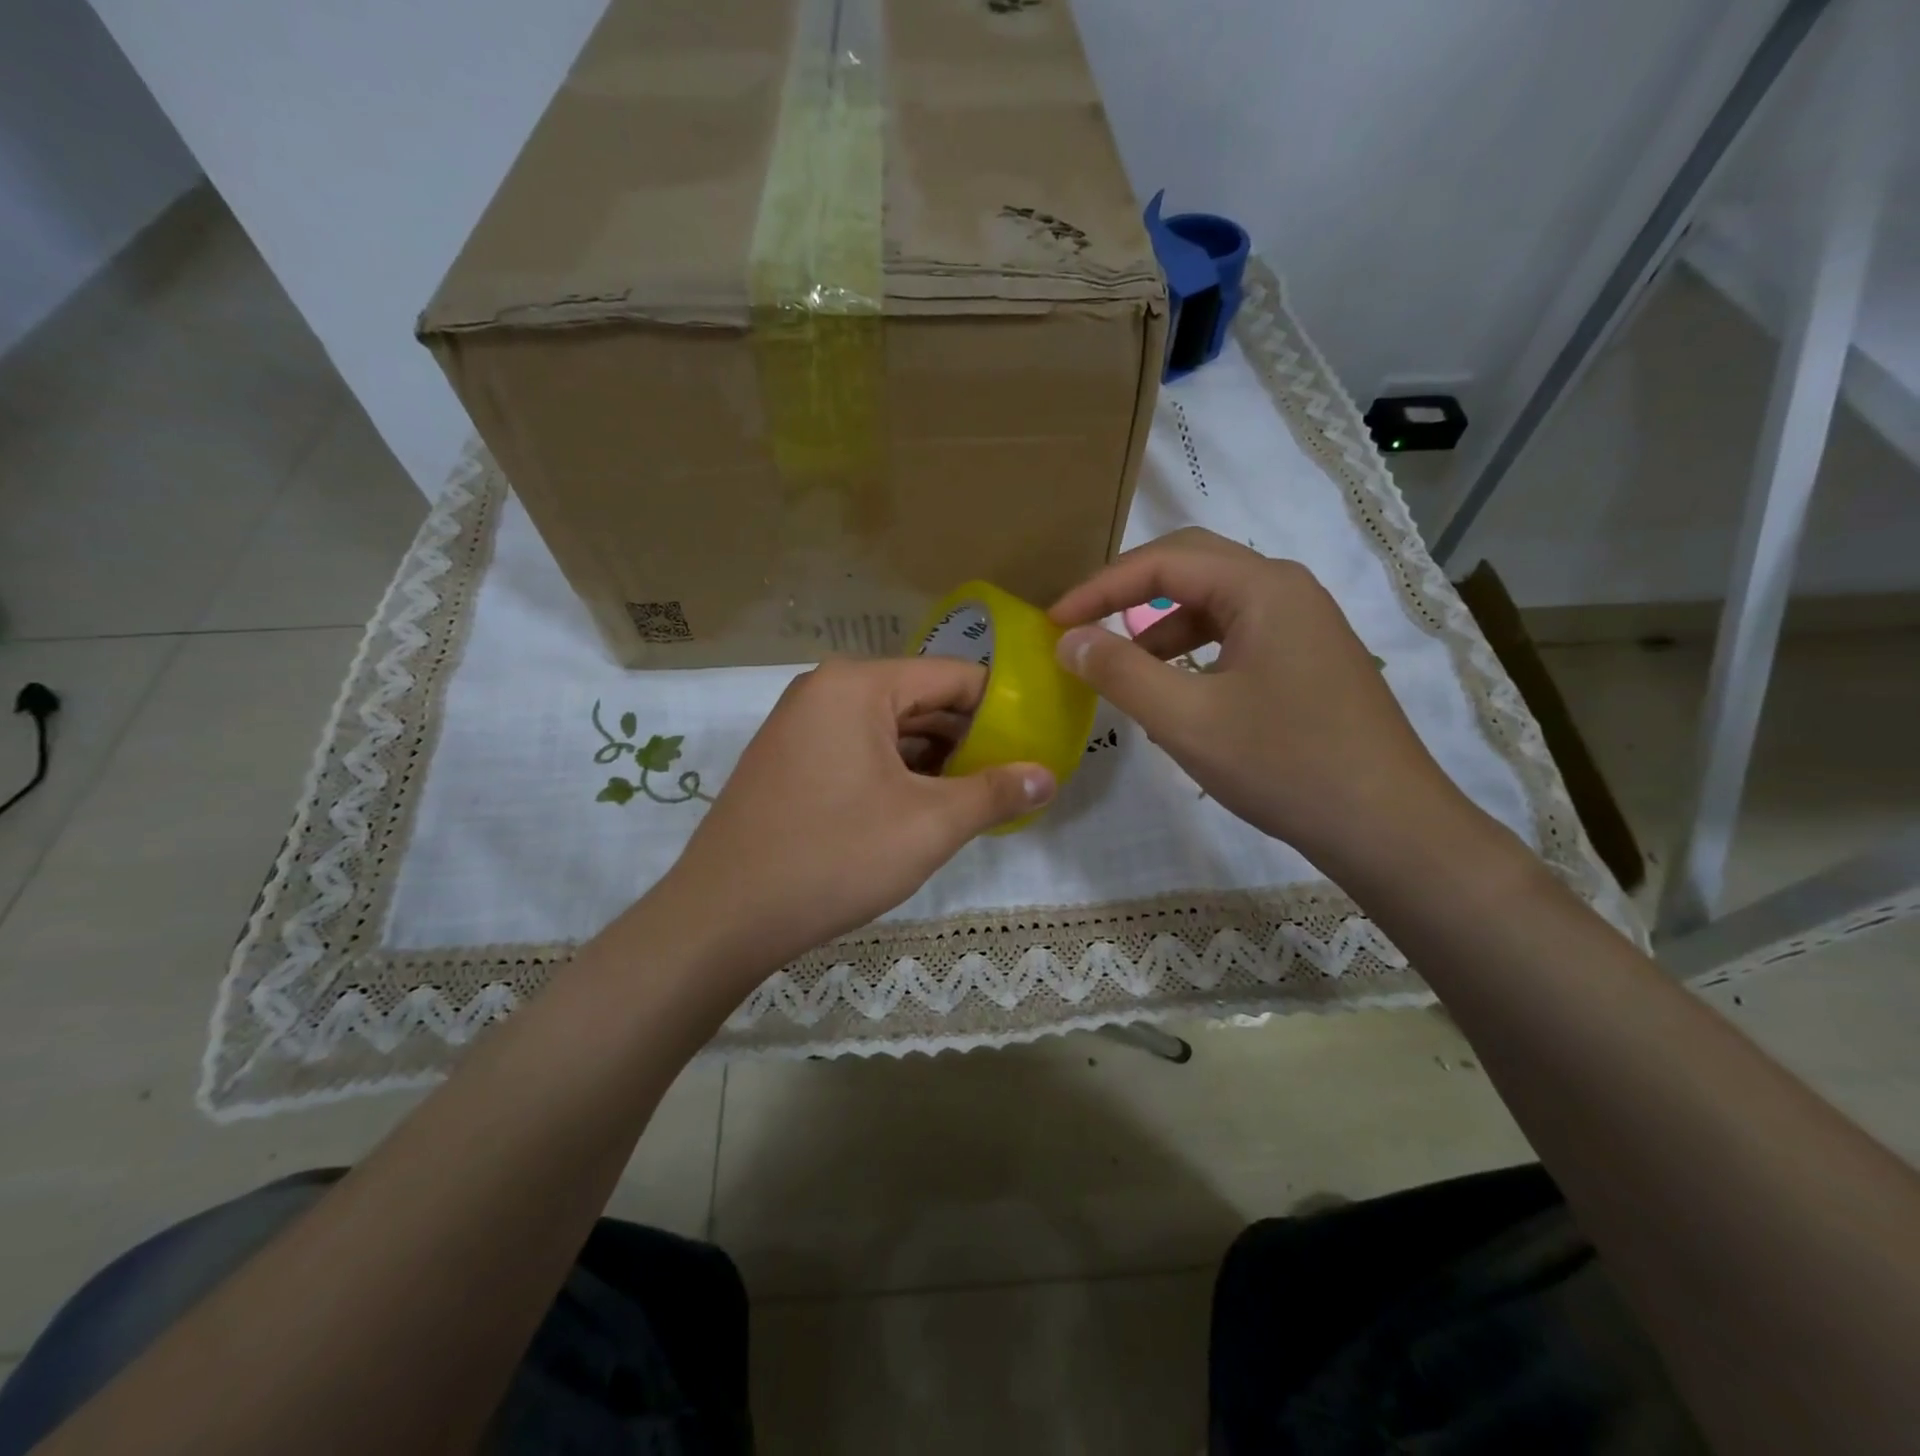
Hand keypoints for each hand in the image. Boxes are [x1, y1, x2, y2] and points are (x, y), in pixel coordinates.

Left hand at [649, 658, 1053, 982]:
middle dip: (969, 737)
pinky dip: (896, 772)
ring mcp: (800, 724)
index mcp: (858, 685)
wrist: (722, 917)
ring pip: (889, 728)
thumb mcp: (928, 826)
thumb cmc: (833, 857)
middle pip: (920, 699)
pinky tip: (923, 806)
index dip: (1001, 707)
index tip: (1036, 741)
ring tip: (977, 795)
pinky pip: (858, 750)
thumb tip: (1048, 776)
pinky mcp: (788, 759)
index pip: (953, 676)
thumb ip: (994, 793)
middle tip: (1013, 775)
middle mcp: (825, 690)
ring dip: (934, 759)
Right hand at [1050, 528, 1470, 869]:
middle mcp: (1287, 589)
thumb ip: (1120, 672)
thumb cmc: (1284, 765)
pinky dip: (1193, 650)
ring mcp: (1304, 624)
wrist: (1388, 826)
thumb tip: (1069, 640)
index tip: (1053, 622)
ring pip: (1214, 602)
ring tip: (1122, 668)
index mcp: (1262, 588)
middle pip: (1192, 566)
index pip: (1163, 561)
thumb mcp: (1186, 720)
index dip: (1099, 587)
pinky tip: (1175, 692)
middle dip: (1128, 591)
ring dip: (1160, 625)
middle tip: (1081, 625)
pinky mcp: (1309, 658)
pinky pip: (1237, 634)